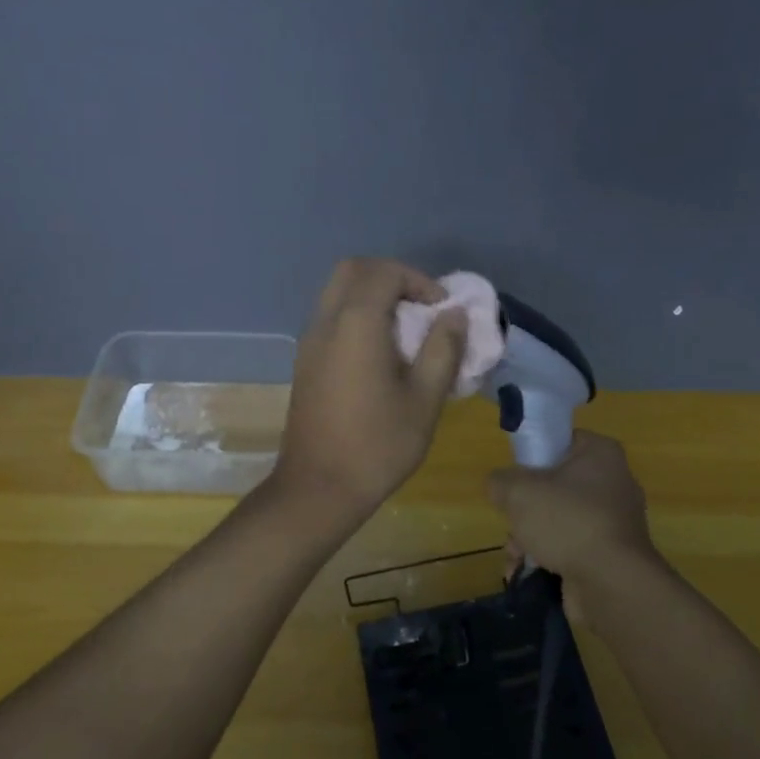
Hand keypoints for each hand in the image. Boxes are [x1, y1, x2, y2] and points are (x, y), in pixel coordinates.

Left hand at [274, 259, 464, 517]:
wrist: (319, 488)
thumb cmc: (378, 445)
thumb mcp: (425, 399)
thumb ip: (443, 349)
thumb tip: (454, 315)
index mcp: (355, 324)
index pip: (384, 273)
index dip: (419, 280)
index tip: (442, 310)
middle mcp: (326, 322)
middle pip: (353, 270)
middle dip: (391, 277)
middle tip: (420, 307)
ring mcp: (309, 342)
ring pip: (337, 292)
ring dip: (372, 296)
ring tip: (405, 330)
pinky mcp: (305, 362)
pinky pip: (331, 317)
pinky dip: (357, 315)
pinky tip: (381, 352)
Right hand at [487, 432, 660, 586]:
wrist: (611, 583)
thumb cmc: (567, 521)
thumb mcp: (518, 491)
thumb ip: (500, 481)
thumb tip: (498, 486)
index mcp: (600, 453)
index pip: (561, 441)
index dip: (533, 456)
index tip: (514, 477)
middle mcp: (614, 482)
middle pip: (556, 485)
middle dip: (526, 508)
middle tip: (512, 521)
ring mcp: (615, 520)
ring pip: (560, 518)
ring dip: (531, 536)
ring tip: (515, 554)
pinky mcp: (612, 554)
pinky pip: (572, 546)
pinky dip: (549, 556)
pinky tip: (525, 570)